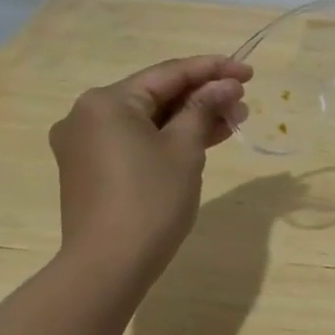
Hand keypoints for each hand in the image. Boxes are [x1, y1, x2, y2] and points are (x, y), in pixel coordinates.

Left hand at [48, 55, 251, 271]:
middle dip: (203, 97)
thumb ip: (205, 109)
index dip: (213, 70)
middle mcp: (88, 115)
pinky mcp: (91, 169)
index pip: (169, 74)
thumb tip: (226, 85)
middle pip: (156, 95)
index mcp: (107, 101)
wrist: (109, 264)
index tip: (250, 72)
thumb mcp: (185, 149)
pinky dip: (168, 138)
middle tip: (243, 103)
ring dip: (190, 119)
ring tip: (232, 122)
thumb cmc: (150, 200)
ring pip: (148, 119)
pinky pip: (136, 140)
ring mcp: (85, 144)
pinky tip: (204, 140)